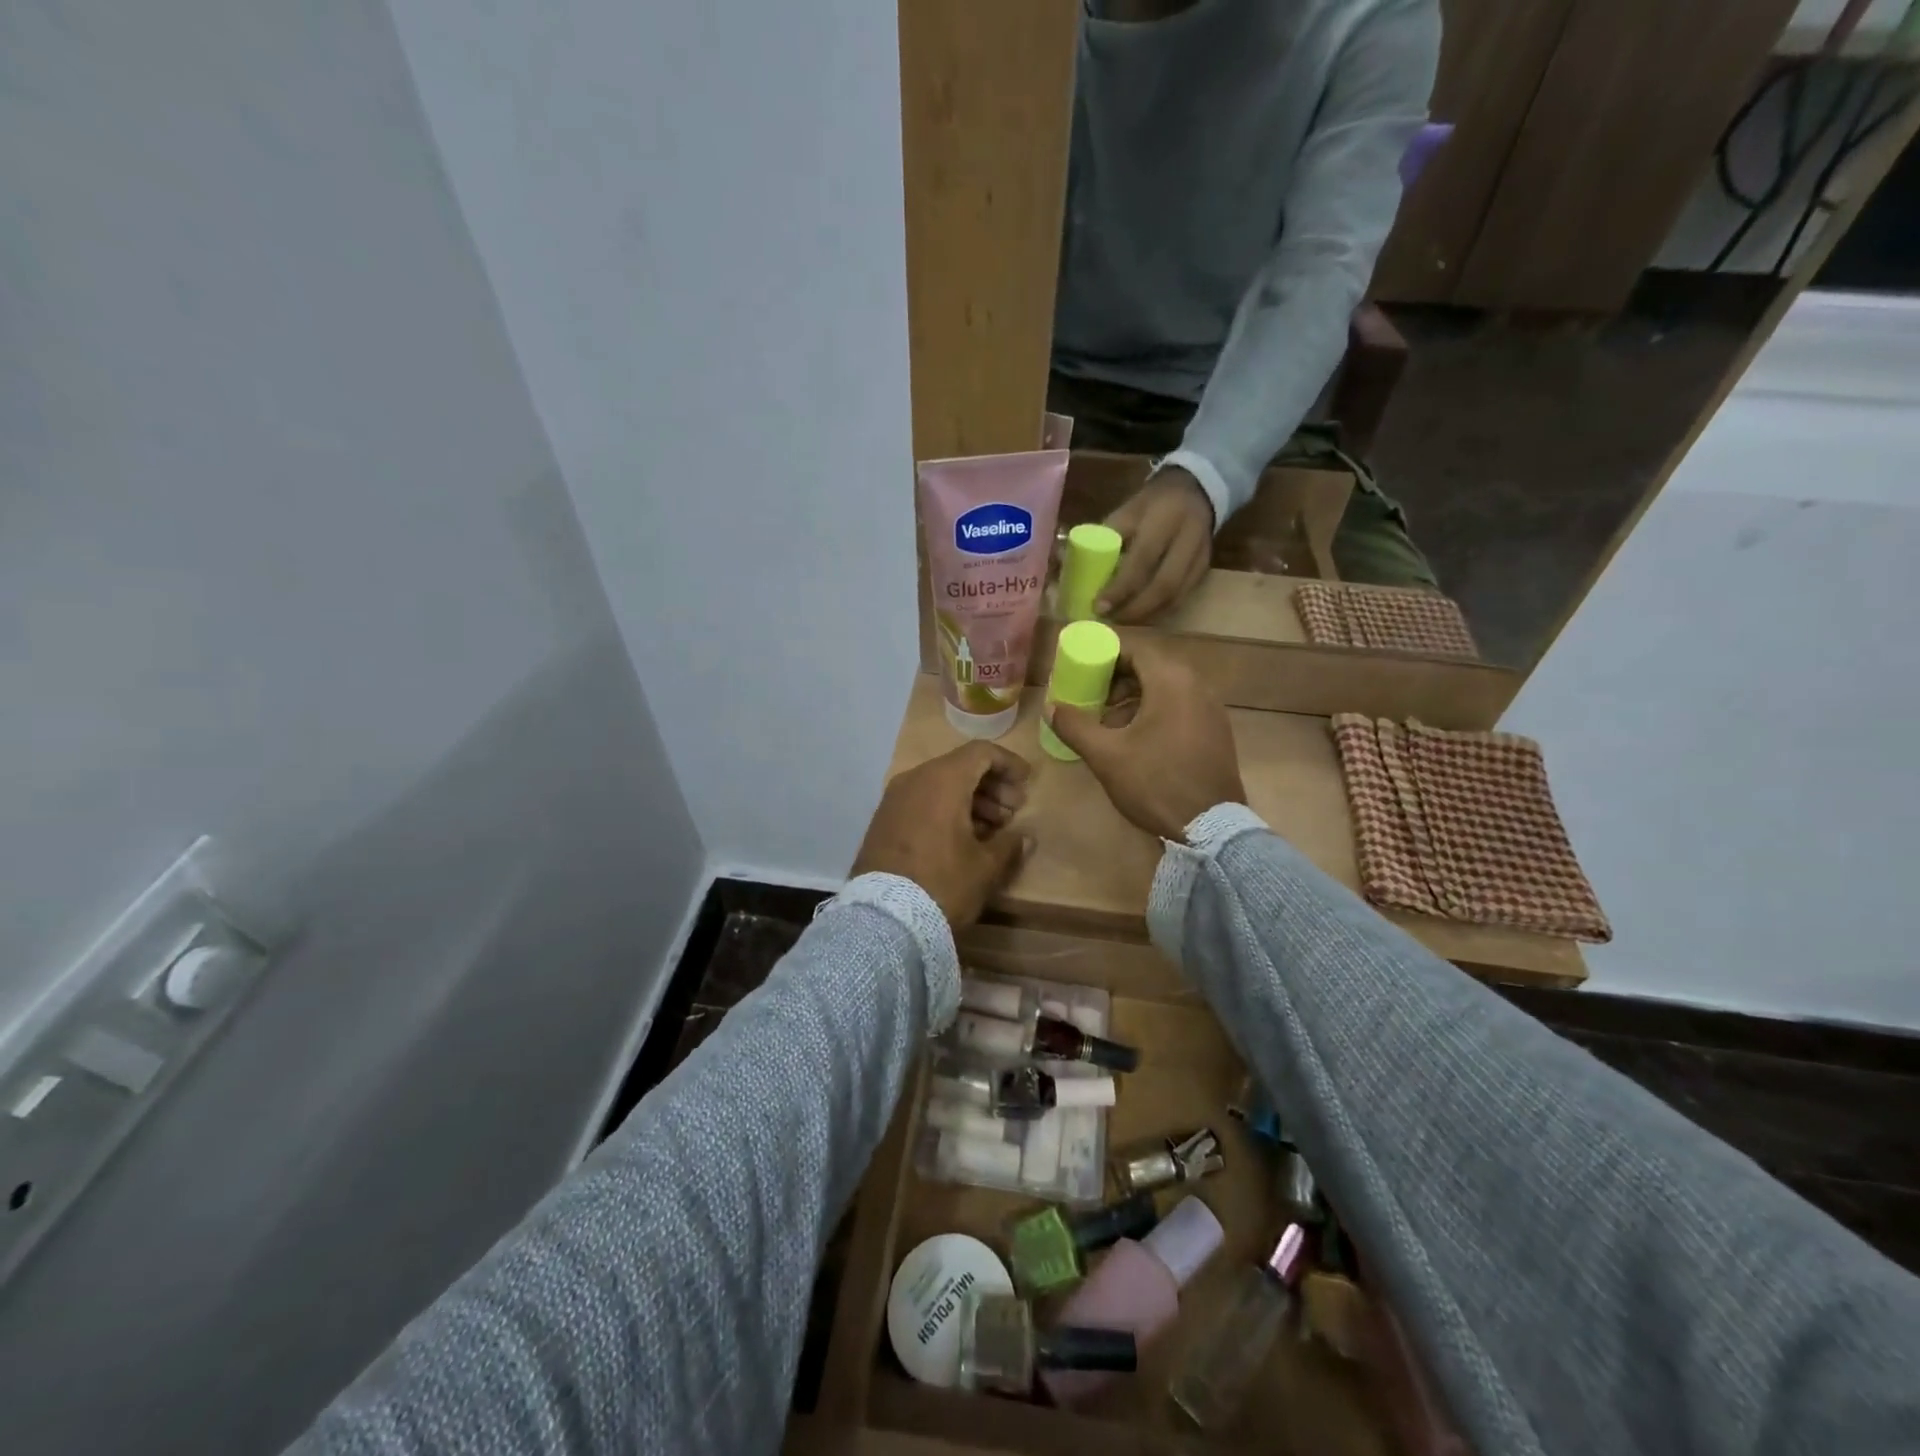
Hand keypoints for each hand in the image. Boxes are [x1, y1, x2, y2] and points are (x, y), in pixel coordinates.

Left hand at [851, 741, 1033, 926]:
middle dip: (991, 786)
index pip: (981, 752)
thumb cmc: (943, 884)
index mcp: (943, 780)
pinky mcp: (883, 820)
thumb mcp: (985, 867)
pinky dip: (946, 809)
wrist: (884, 918)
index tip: (1026, 783)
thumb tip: (1024, 837)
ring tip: (993, 829)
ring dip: (970, 800)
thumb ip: (1009, 845)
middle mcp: (915, 779)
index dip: (1008, 763)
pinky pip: (922, 801)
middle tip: (1013, 812)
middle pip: (960, 767)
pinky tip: (963, 838)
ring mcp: (894, 799)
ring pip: (940, 785)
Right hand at [1044, 646, 1244, 841]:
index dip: (1106, 657)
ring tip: (1110, 726)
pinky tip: (1137, 743)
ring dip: (1136, 700)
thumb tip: (1051, 707)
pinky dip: (1156, 714)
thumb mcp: (1106, 755)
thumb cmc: (1154, 782)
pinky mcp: (1217, 732)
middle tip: (1093, 700)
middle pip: (1151, 669)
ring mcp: (1212, 710)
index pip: (1136, 650)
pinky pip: (1182, 708)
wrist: (1210, 827)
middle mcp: (1198, 686)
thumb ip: (1075, 725)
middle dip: (1118, 681)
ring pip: (1167, 690)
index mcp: (1172, 682)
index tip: (1083, 674)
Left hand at [1098, 467, 1214, 622]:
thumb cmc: (1152, 503)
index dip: (1120, 588)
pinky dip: (1160, 612)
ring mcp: (1201, 557)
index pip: (1142, 560)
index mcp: (1164, 519)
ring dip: (1147, 615)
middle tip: (1110, 620)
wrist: (1196, 490)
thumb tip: (1070, 564)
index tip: (1099, 606)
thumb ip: (1105, 537)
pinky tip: (1142, 617)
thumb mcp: (1127, 511)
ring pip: (1175, 597)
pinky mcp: (1205, 569)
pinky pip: (1183, 598)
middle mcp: (1188, 539)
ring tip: (1122, 622)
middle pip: (1164, 585)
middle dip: (1134, 609)